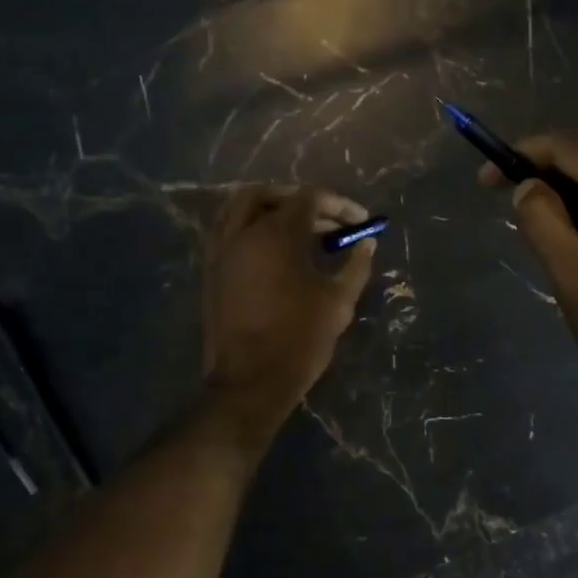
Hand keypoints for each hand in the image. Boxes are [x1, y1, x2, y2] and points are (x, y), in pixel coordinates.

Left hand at [202, 186, 377, 436]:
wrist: (249, 382)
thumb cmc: (300, 339)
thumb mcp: (338, 301)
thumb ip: (356, 265)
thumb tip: (366, 242)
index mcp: (276, 235)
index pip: (309, 199)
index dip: (339, 205)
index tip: (361, 222)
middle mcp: (242, 233)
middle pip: (269, 195)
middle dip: (301, 200)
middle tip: (327, 220)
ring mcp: (220, 251)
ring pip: (240, 208)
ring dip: (270, 209)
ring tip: (298, 229)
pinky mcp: (211, 271)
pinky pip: (226, 231)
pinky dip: (249, 228)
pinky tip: (271, 250)